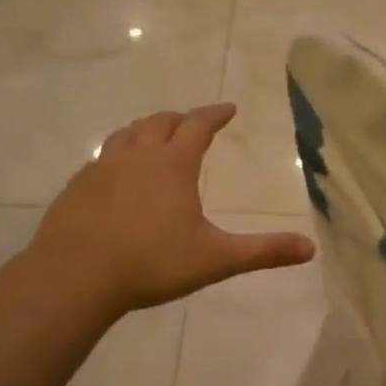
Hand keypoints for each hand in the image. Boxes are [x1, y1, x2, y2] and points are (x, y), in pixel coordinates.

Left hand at [23, 104, 314, 321]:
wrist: (74, 277)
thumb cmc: (151, 264)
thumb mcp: (215, 259)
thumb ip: (263, 252)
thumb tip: (311, 249)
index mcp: (173, 164)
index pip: (199, 125)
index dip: (216, 114)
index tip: (229, 108)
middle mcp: (137, 156)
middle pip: (161, 122)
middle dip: (182, 119)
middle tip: (194, 123)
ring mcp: (102, 168)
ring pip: (127, 134)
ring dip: (147, 129)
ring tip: (156, 137)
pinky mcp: (77, 186)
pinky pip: (102, 157)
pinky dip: (119, 154)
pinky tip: (117, 174)